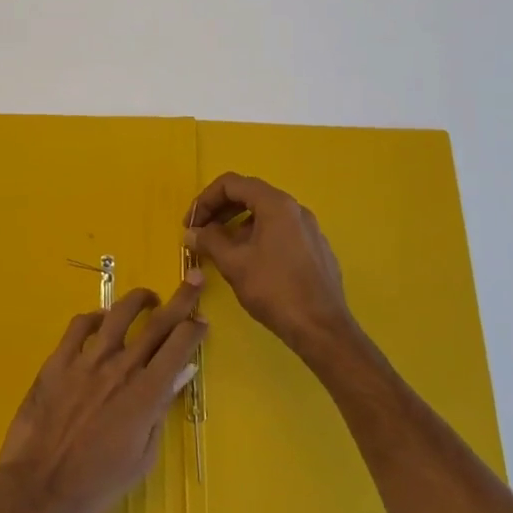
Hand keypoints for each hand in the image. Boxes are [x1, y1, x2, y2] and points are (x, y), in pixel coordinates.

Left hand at [0, 277, 206, 512]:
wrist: (39, 488)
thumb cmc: (96, 484)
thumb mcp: (142, 458)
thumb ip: (160, 412)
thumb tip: (178, 376)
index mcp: (145, 394)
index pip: (178, 347)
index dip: (194, 329)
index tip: (202, 321)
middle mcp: (120, 368)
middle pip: (157, 324)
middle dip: (181, 300)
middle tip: (194, 280)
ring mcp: (87, 361)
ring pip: (118, 315)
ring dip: (138, 300)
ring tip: (149, 298)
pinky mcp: (58, 362)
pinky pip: (79, 327)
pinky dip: (94, 317)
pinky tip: (100, 320)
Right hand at [185, 173, 358, 362]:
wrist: (321, 328)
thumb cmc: (274, 290)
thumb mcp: (234, 263)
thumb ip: (209, 241)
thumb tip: (191, 232)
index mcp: (276, 204)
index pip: (232, 183)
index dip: (205, 200)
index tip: (191, 224)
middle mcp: (296, 209)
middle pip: (250, 195)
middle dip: (221, 211)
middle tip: (201, 233)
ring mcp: (309, 229)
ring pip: (266, 215)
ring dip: (238, 225)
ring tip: (222, 250)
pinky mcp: (316, 249)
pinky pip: (281, 232)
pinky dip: (258, 237)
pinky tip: (251, 264)